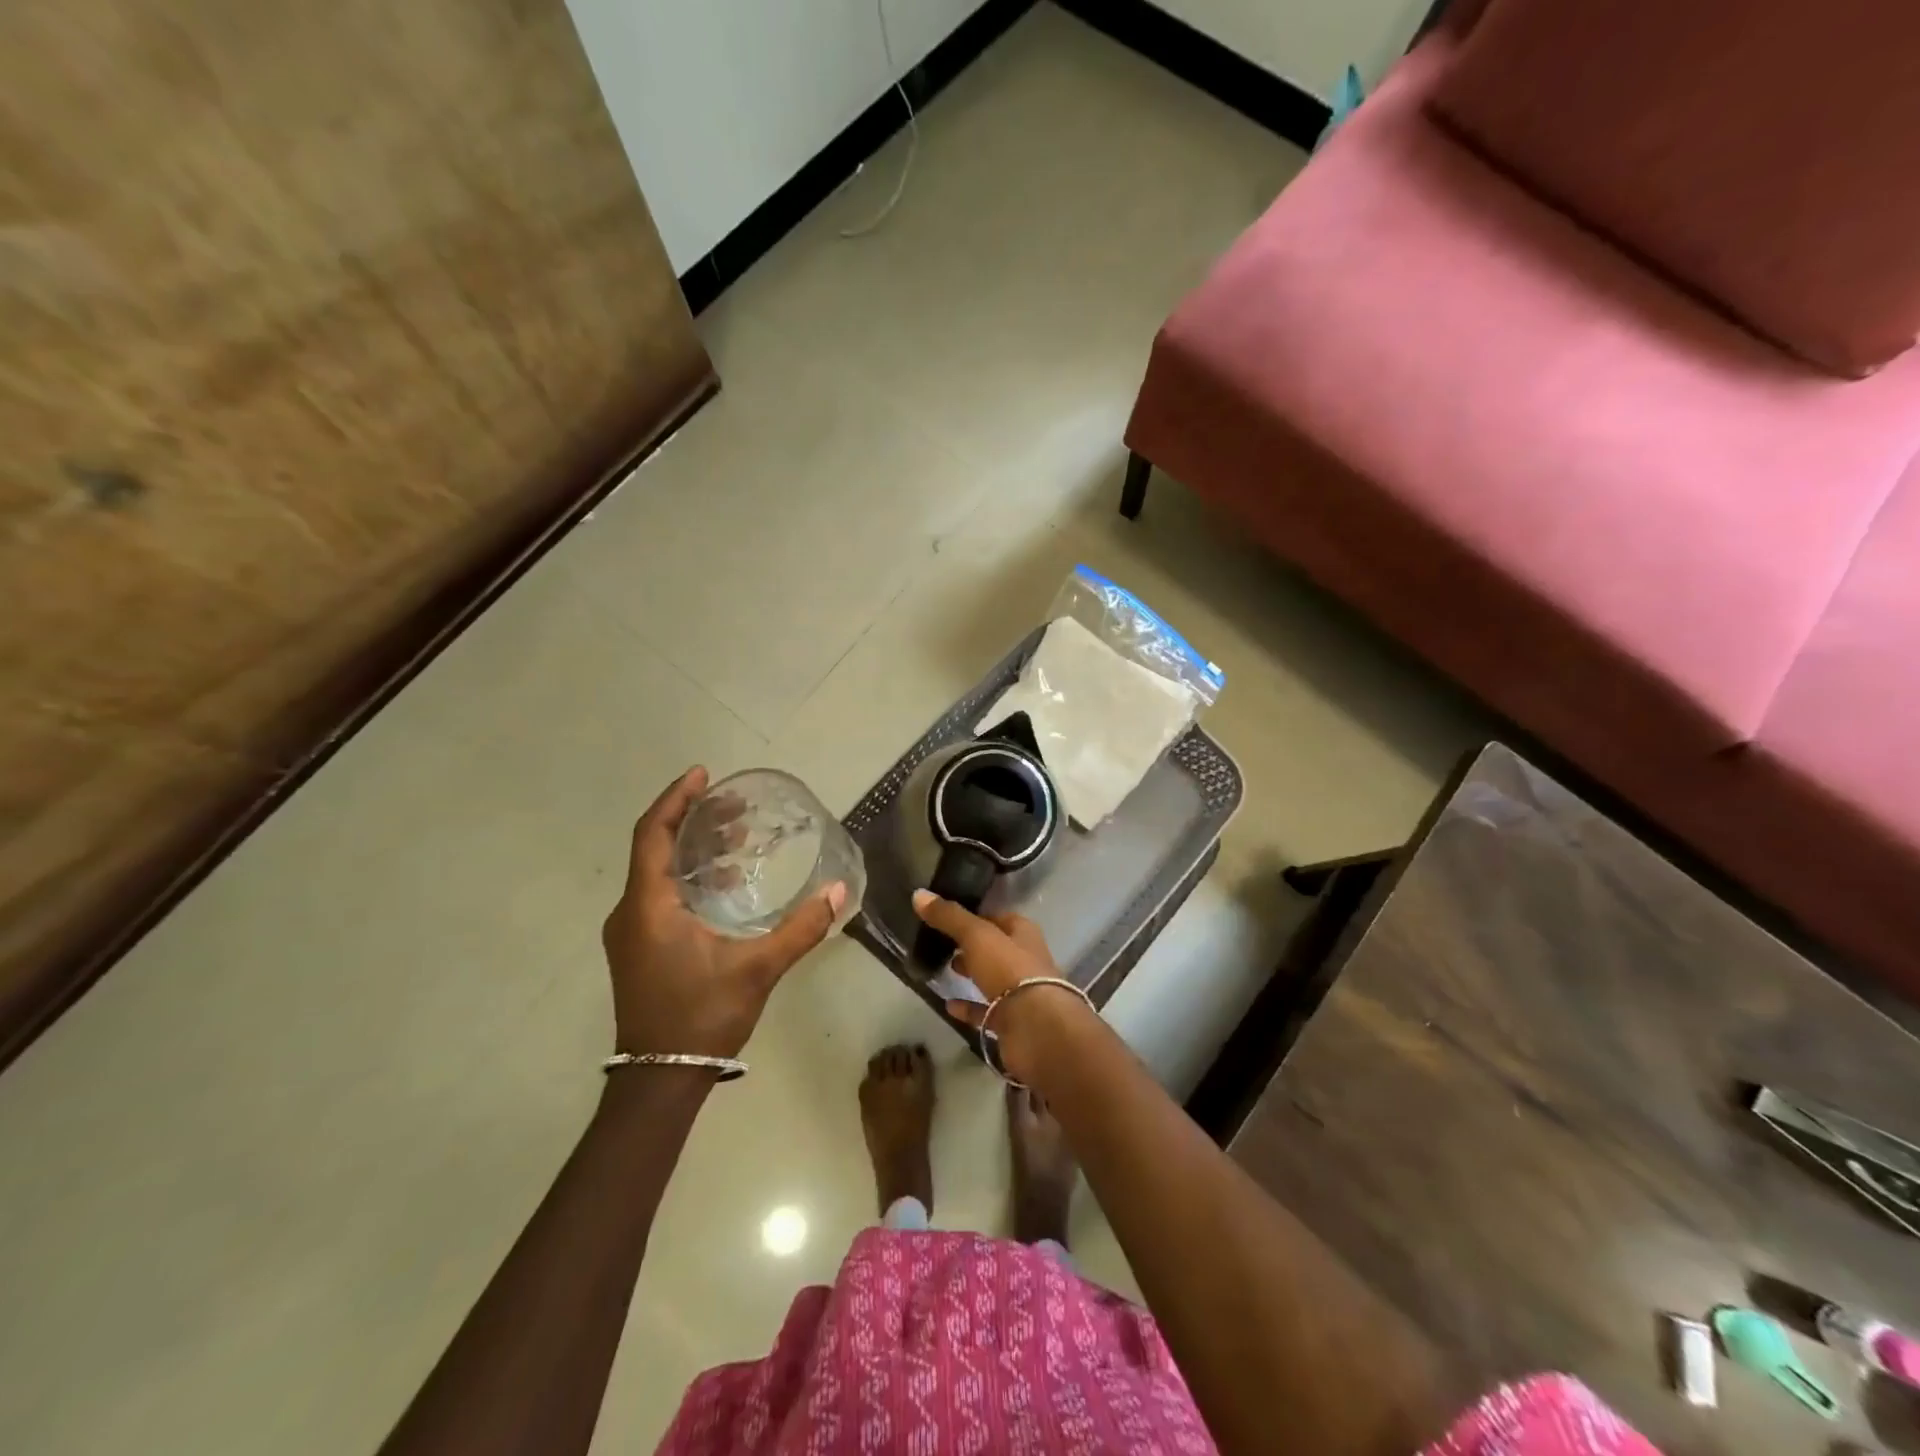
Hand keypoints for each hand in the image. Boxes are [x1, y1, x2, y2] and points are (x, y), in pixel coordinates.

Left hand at [603, 767, 845, 1059]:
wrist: (659, 1079)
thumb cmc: (702, 1016)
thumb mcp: (757, 969)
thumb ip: (800, 928)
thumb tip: (838, 891)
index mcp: (648, 906)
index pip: (653, 834)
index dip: (676, 799)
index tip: (704, 775)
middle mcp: (630, 912)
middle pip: (656, 848)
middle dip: (694, 821)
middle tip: (736, 807)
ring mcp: (631, 933)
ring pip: (658, 873)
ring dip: (694, 850)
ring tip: (736, 839)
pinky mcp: (638, 950)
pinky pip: (659, 895)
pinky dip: (689, 878)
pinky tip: (726, 885)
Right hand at [911, 890, 1091, 1080]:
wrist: (1036, 1028)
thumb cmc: (1009, 970)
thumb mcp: (976, 936)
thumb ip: (949, 917)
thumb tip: (919, 894)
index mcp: (1023, 934)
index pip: (998, 918)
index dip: (976, 917)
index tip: (948, 917)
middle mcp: (1026, 960)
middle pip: (996, 948)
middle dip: (973, 946)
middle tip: (945, 944)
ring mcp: (1021, 993)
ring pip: (993, 979)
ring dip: (972, 974)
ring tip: (945, 969)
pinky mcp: (1013, 1022)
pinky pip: (987, 1011)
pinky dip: (969, 1008)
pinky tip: (949, 1005)